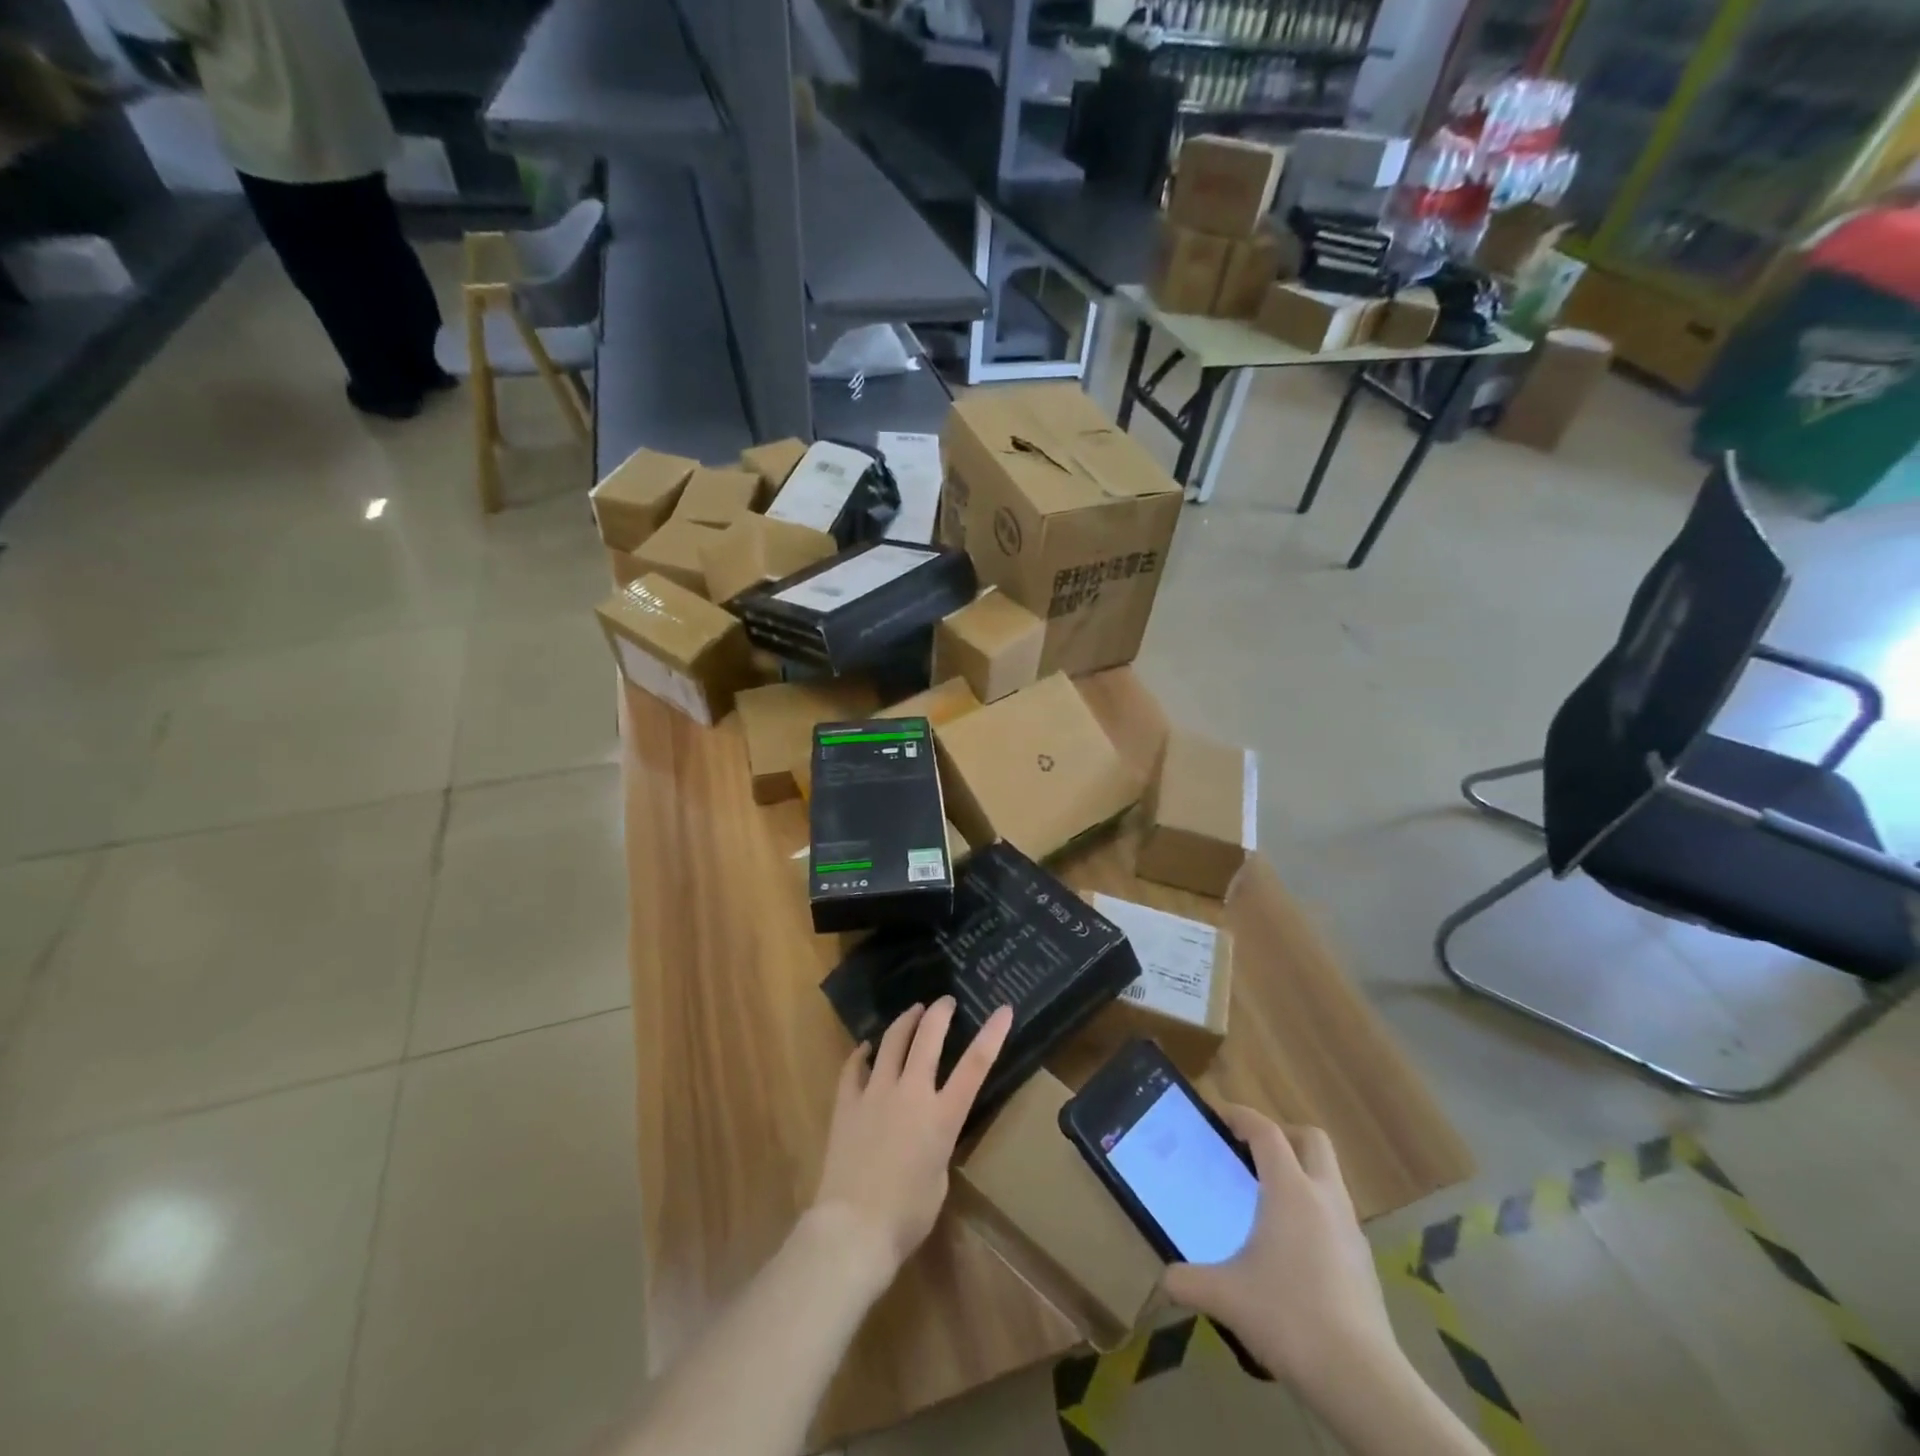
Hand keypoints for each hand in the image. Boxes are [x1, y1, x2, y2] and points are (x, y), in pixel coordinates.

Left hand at [810, 997, 1014, 1277]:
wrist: (854, 1227)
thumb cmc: (907, 1215)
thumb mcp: (939, 1176)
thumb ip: (937, 1141)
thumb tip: (927, 1129)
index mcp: (942, 1116)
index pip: (975, 1065)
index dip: (992, 1034)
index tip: (1004, 1009)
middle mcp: (911, 1093)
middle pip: (928, 1038)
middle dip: (940, 1013)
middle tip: (945, 1001)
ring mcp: (876, 1093)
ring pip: (892, 1041)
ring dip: (905, 1021)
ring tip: (912, 1010)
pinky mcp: (848, 1102)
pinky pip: (854, 1066)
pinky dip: (863, 1053)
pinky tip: (866, 1047)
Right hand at [1162, 1107, 1397, 1398]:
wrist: (1362, 1381)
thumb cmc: (1289, 1317)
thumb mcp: (1226, 1297)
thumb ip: (1188, 1282)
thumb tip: (1163, 1279)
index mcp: (1290, 1190)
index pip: (1266, 1131)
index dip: (1241, 1115)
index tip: (1218, 1116)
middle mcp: (1325, 1198)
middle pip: (1312, 1140)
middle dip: (1283, 1135)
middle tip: (1252, 1152)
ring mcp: (1351, 1231)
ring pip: (1328, 1178)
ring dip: (1301, 1175)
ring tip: (1268, 1203)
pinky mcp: (1364, 1264)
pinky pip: (1336, 1218)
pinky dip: (1314, 1216)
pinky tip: (1293, 1252)